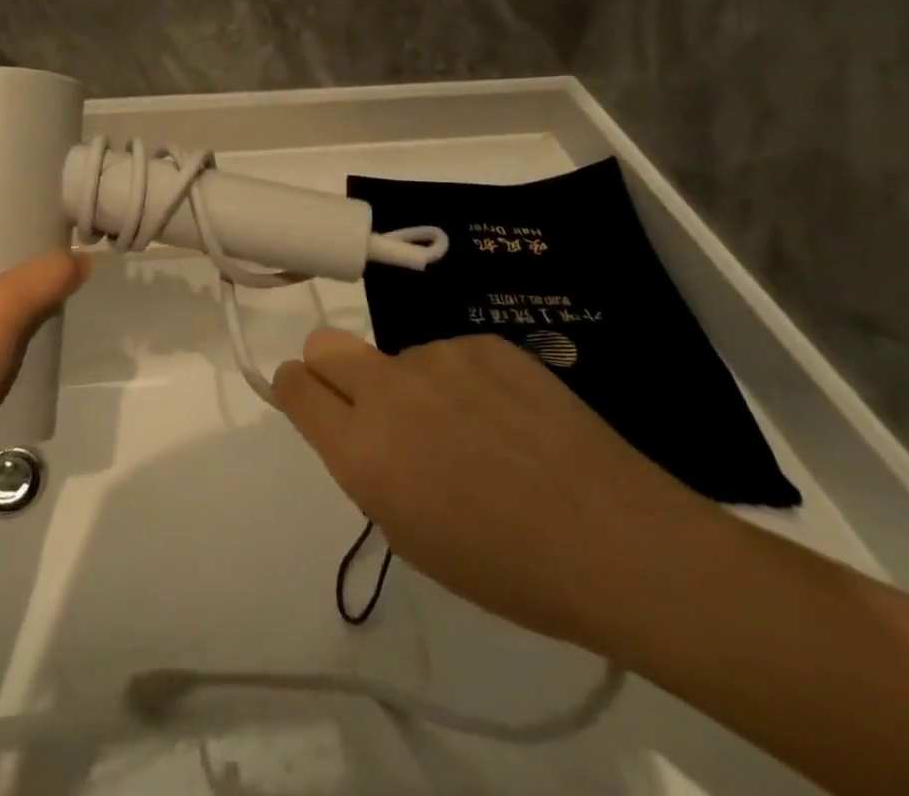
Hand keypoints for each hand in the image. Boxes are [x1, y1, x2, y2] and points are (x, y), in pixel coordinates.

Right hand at [272, 330, 725, 648]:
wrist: (614, 540)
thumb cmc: (506, 567)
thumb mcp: (410, 534)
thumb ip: (369, 468)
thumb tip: (362, 430)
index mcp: (361, 449)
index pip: (294, 385)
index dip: (294, 390)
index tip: (309, 402)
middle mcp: (387, 390)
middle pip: (324, 345)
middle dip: (330, 371)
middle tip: (373, 410)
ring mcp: (438, 356)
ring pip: (398, 359)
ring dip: (414, 387)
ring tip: (474, 433)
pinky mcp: (483, 341)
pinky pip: (451, 355)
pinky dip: (463, 381)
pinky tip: (508, 418)